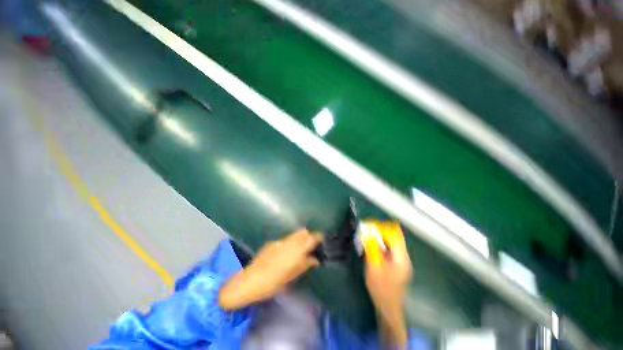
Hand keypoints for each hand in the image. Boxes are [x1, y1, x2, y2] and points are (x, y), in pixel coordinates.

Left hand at [219, 230, 322, 310]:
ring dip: (300, 238)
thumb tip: (315, 259)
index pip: (311, 238)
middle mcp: (289, 242)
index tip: (322, 240)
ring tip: (301, 248)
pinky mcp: (272, 243)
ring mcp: (280, 241)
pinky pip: (286, 239)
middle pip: (303, 232)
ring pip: (295, 234)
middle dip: (310, 236)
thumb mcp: (292, 276)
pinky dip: (291, 242)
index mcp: (296, 251)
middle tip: (312, 245)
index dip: (318, 237)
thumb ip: (305, 264)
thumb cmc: (273, 283)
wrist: (250, 281)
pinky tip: (287, 253)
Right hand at [364, 222, 411, 347]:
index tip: (369, 225)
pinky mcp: (397, 265)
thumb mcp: (374, 266)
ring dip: (380, 238)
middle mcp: (404, 257)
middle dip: (380, 232)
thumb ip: (372, 248)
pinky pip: (389, 250)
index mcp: (401, 257)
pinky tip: (372, 248)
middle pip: (394, 237)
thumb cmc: (381, 288)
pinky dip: (381, 246)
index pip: (394, 234)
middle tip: (366, 231)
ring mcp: (402, 262)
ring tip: (367, 237)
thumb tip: (368, 231)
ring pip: (391, 243)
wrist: (388, 308)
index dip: (382, 228)